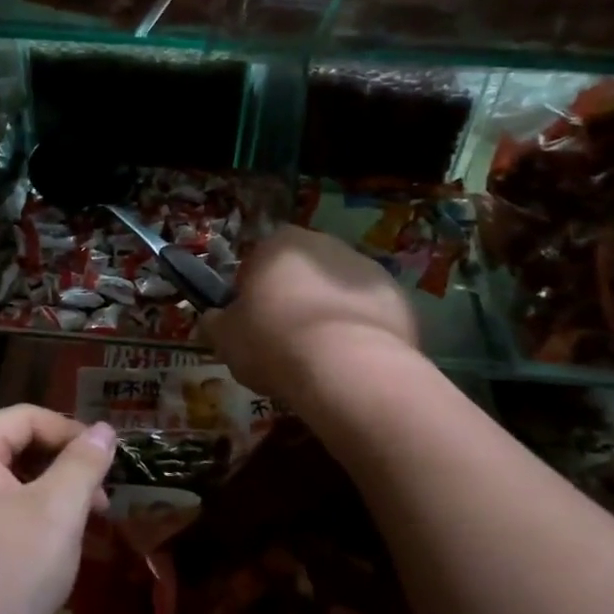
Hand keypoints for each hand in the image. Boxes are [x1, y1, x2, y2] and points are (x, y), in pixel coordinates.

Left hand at [0, 406, 116, 613]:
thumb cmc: (1, 580)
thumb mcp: (56, 515)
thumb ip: (83, 464)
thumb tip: (104, 429)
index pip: (25, 417)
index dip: (72, 433)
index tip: (108, 464)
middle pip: (12, 449)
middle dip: (62, 470)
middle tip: (101, 506)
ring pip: (3, 486)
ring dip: (47, 500)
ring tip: (80, 534)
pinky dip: (23, 524)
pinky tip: (45, 556)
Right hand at [202, 225, 418, 403]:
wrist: (347, 369)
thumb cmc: (273, 343)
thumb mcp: (225, 338)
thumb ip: (216, 321)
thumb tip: (214, 317)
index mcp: (279, 244)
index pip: (257, 260)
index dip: (252, 292)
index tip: (251, 323)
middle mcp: (325, 244)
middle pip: (302, 271)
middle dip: (294, 297)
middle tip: (284, 341)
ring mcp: (367, 268)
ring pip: (337, 291)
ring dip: (328, 312)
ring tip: (320, 358)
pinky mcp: (398, 298)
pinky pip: (369, 313)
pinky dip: (359, 331)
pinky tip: (350, 362)